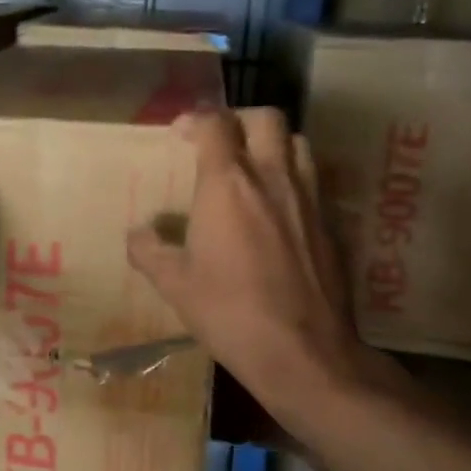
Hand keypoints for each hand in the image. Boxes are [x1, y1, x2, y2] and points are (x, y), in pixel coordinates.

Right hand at [127, 108, 395, 417]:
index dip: (194, 120)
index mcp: (228, 184)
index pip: (214, 124)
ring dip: (273, 144)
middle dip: (239, 120)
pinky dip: (294, 180)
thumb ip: (149, 251)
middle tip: (220, 143)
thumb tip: (137, 234)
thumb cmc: (229, 312)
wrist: (304, 352)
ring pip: (299, 143)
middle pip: (266, 118)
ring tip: (254, 169)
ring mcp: (309, 198)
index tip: (179, 135)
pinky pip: (315, 181)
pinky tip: (279, 212)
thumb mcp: (174, 285)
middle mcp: (273, 177)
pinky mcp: (333, 224)